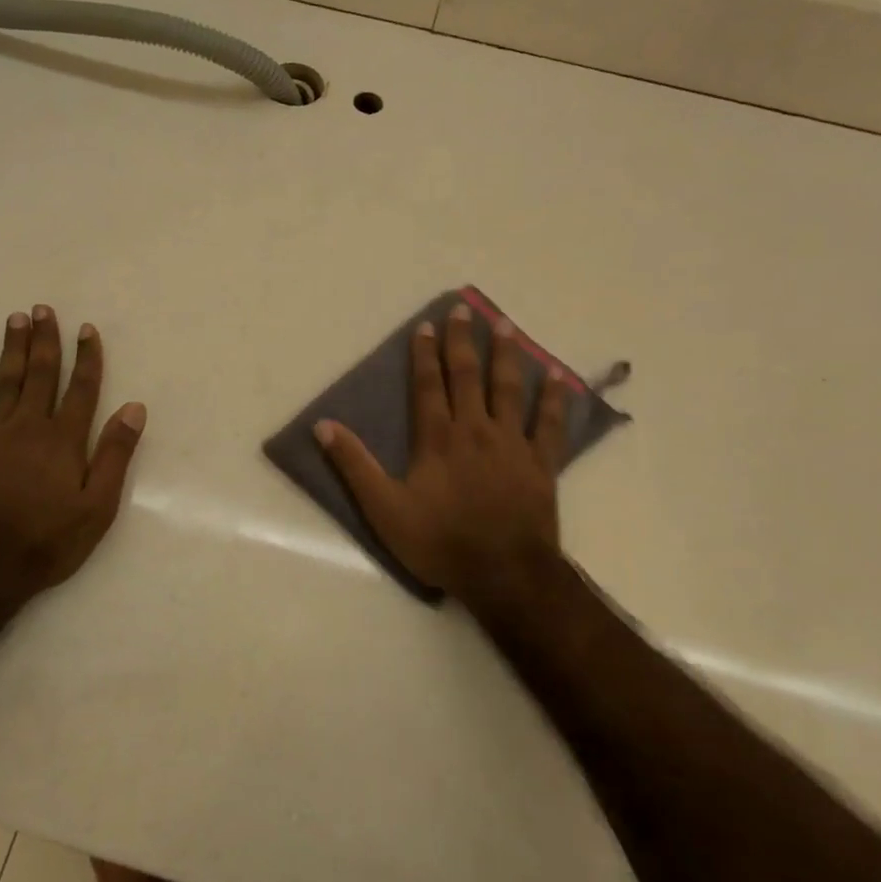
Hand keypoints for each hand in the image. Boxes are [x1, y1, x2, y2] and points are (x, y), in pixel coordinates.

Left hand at [0, 305, 145, 607]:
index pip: (82, 389)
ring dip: (12, 349)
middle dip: (45, 341)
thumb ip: (115, 454)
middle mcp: (30, 427)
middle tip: (44, 309)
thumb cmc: (49, 540)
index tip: (87, 329)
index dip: (87, 358)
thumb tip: (135, 408)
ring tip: (16, 319)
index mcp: (65, 440)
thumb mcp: (98, 506)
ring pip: (6, 382)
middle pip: (41, 375)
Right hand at [315, 302, 567, 618]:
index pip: (429, 385)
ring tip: (506, 325)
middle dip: (463, 341)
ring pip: (509, 389)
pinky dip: (553, 399)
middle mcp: (476, 430)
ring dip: (506, 355)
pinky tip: (557, 375)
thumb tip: (323, 426)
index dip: (425, 354)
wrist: (503, 573)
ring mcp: (512, 444)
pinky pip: (549, 423)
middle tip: (464, 308)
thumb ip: (354, 466)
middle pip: (468, 376)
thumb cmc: (439, 542)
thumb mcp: (384, 509)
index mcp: (438, 438)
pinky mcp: (541, 463)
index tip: (427, 325)